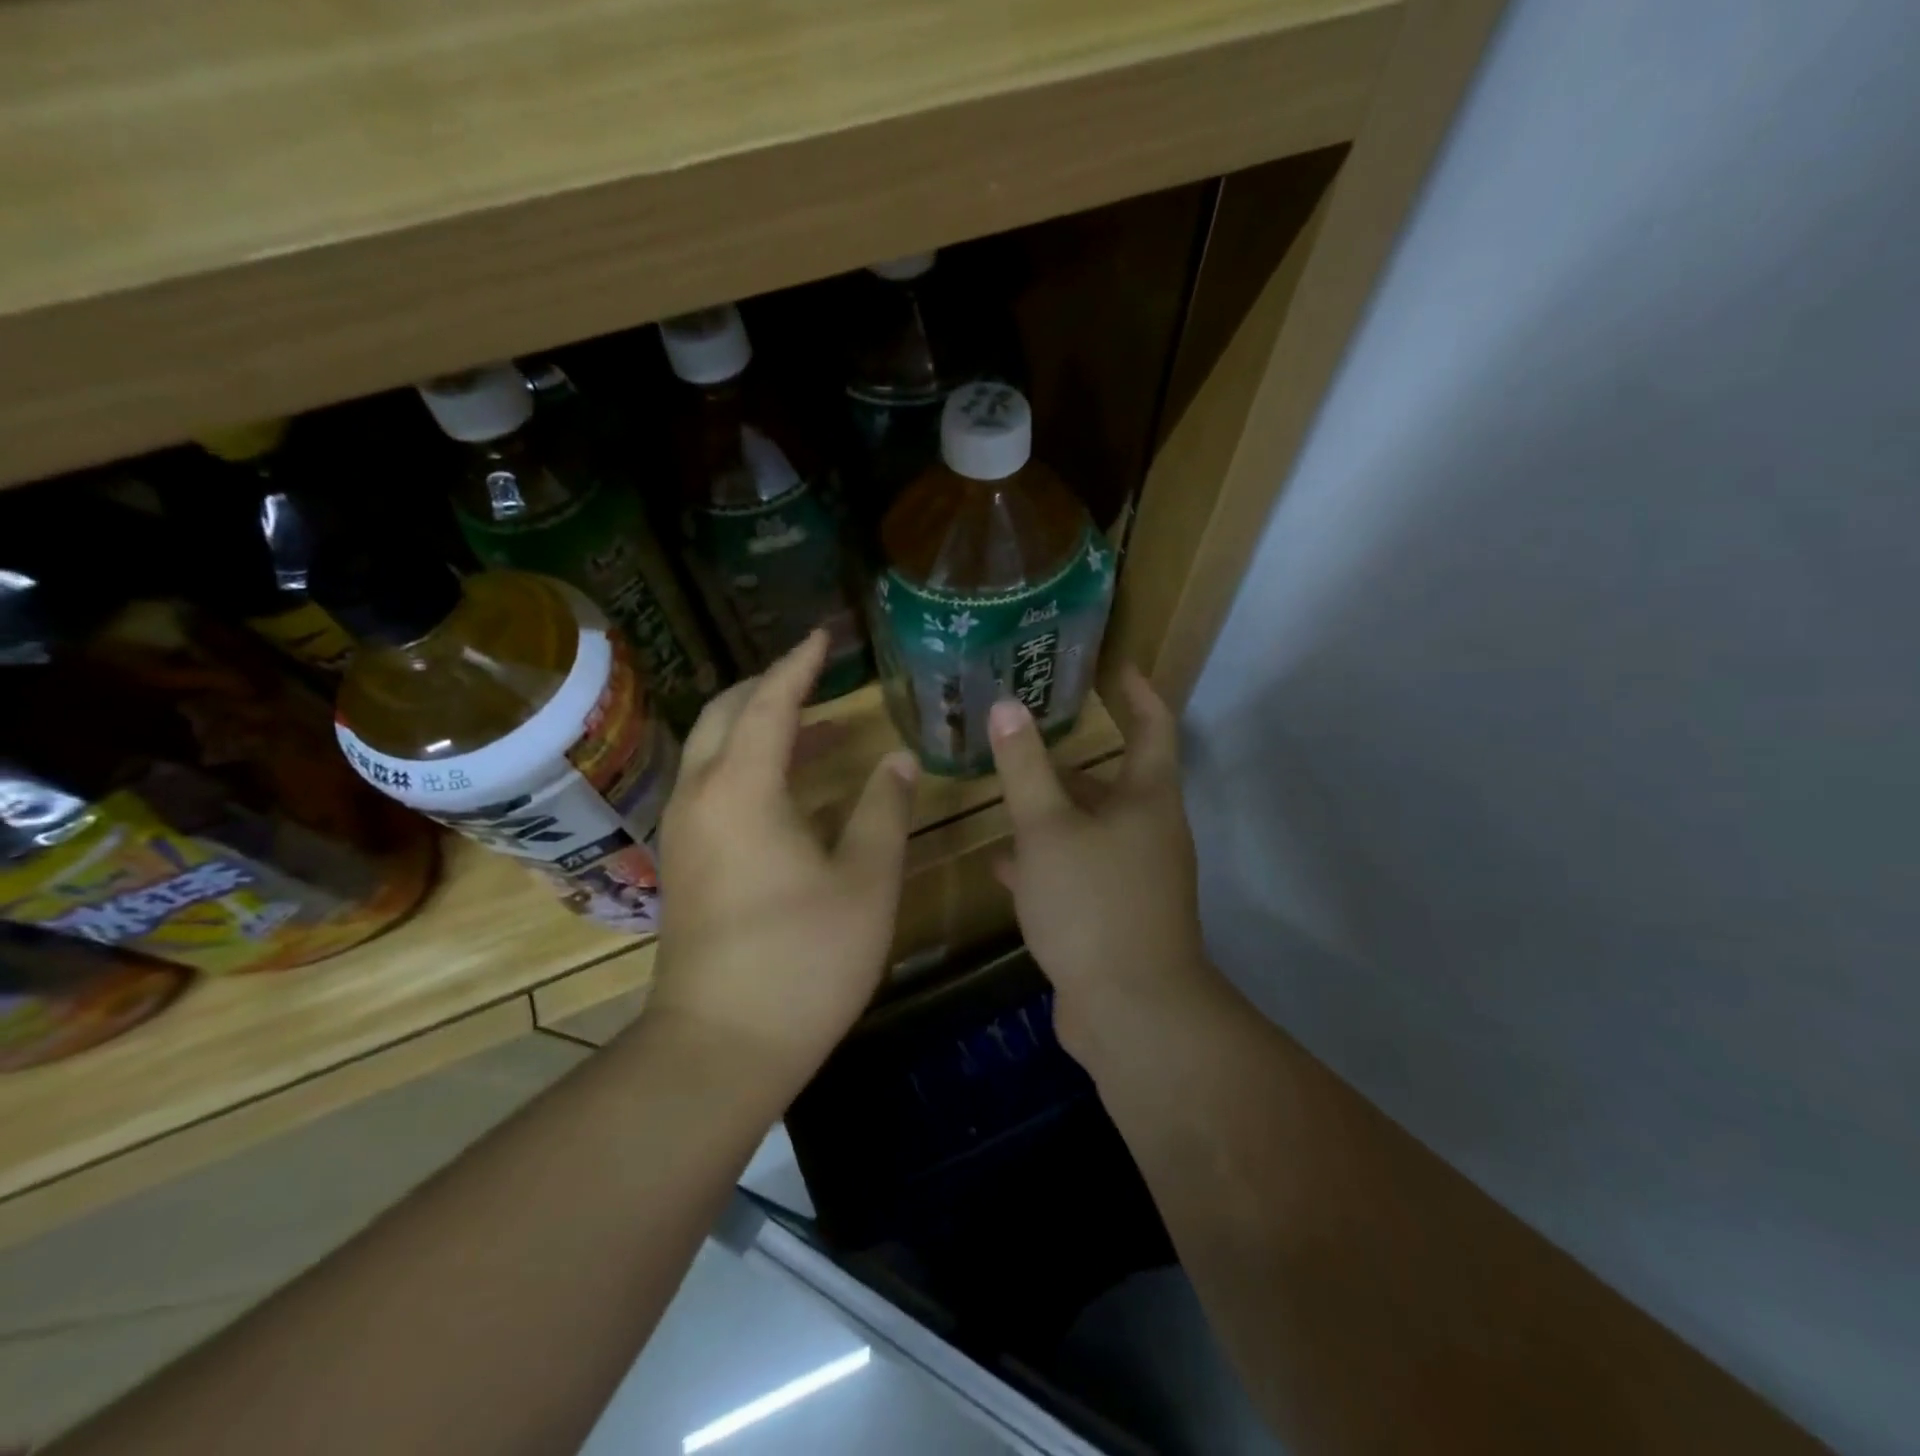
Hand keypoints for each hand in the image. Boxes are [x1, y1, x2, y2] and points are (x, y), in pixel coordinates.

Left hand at [645, 630, 917, 1086]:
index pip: (771, 703)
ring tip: (819, 731)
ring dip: (760, 728)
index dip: (800, 665)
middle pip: (726, 715)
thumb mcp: (865, 881)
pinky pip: (714, 787)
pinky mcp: (686, 864)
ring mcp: (686, 833)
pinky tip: (793, 792)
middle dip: (770, 687)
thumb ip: (883, 811)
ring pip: (714, 752)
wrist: (720, 1046)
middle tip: (817, 677)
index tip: (825, 636)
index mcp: (743, 789)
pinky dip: (750, 766)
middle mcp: (702, 797)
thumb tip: (897, 760)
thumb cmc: (804, 959)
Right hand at [988, 665, 1212, 1062]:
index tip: (1113, 665)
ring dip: (1053, 811)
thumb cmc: (1093, 903)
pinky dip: (1047, 861)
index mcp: (1147, 799)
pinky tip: (1006, 864)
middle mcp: (1149, 832)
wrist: (1132, 1012)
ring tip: (1006, 793)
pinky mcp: (1115, 914)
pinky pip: (1079, 871)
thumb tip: (1008, 704)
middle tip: (1027, 735)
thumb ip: (1025, 767)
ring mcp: (1135, 877)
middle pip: (1113, 780)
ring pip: (1090, 828)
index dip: (1136, 691)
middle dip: (1072, 759)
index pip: (1153, 726)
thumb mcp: (1047, 829)